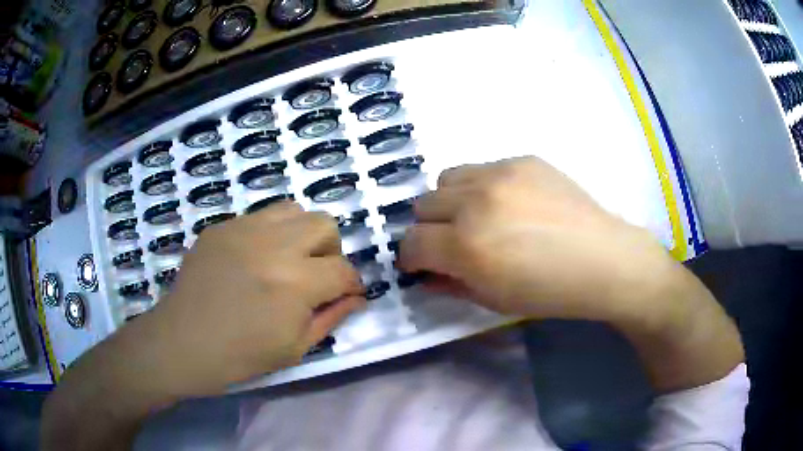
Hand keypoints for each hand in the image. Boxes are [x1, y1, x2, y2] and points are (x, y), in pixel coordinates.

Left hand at [135, 202, 364, 397]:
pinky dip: (270, 234)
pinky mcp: (222, 226)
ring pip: (294, 210)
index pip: (343, 270)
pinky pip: (260, 216)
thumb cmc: (241, 356)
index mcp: (294, 283)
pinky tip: (253, 260)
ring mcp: (243, 229)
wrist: (183, 343)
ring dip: (301, 234)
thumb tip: (357, 297)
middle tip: (315, 276)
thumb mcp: (295, 348)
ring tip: (286, 261)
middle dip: (330, 251)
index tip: (346, 295)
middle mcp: (273, 244)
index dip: (352, 285)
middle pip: (324, 224)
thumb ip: (332, 317)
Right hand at [398, 157, 679, 322]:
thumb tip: (427, 272)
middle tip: (453, 243)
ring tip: (477, 216)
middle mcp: (475, 202)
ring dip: (451, 201)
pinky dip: (483, 187)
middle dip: (429, 228)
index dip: (411, 258)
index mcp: (466, 245)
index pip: (411, 243)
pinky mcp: (522, 160)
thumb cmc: (549, 292)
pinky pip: (483, 168)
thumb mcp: (493, 300)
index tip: (423, 264)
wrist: (603, 260)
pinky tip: (511, 203)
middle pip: (422, 205)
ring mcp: (500, 174)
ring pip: (446, 178)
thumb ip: (450, 284)